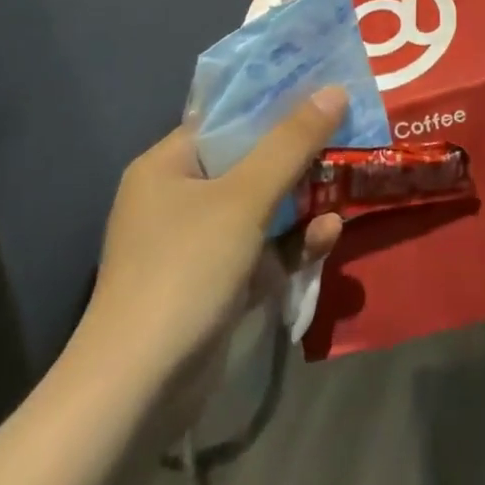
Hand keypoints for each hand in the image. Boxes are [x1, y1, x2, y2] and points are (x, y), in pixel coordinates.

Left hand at [70, 87, 346, 429]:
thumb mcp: (244, 198)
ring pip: (261, 208)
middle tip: (347, 135)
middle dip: (299, 155)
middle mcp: (178, 199)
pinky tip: (329, 237)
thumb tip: (335, 90)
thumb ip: (292, 143)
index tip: (322, 90)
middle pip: (250, 161)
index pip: (227, 118)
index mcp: (169, 165)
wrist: (136, 394)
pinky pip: (261, 250)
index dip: (275, 102)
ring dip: (303, 202)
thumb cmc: (185, 270)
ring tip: (345, 188)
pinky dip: (292, 243)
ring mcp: (196, 246)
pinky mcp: (214, 286)